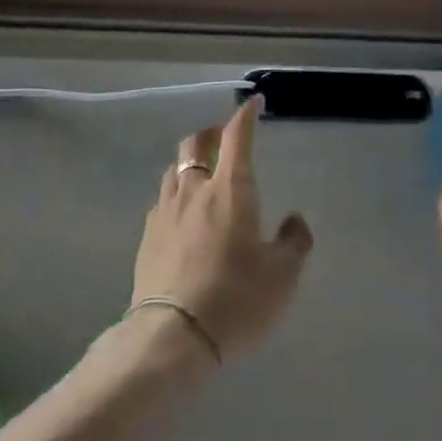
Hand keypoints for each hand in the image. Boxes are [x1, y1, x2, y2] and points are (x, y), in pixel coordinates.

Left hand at [132, 96, 313, 362]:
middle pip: (194, 144)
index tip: (253, 103)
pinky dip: (177, 194)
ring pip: (174, 169)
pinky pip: (163, 200)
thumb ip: (294, 241)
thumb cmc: (237, 299)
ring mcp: (165, 212)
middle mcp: (194, 191)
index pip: (237, 138)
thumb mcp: (283, 275)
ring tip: (203, 175)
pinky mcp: (147, 237)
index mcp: (231, 191)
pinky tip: (184, 215)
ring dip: (190, 162)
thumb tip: (294, 220)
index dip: (245, 116)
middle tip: (224, 138)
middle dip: (211, 133)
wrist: (174, 337)